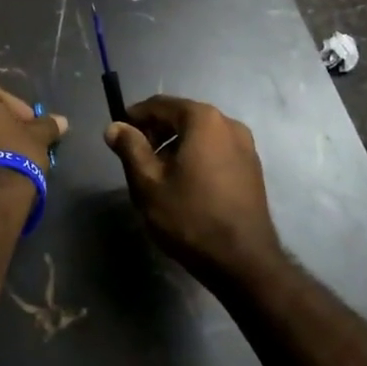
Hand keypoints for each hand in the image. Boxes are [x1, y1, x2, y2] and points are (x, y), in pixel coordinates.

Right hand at [104, 95, 282, 288]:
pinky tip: (184, 184)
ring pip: (200, 135)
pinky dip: (196, 157)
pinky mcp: (252, 168)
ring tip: (157, 174)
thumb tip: (114, 127)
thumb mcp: (148, 183)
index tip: (118, 134)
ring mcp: (246, 146)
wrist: (243, 261)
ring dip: (175, 146)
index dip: (135, 116)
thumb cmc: (190, 217)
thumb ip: (130, 148)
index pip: (160, 104)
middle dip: (155, 132)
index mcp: (203, 119)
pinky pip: (216, 151)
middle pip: (182, 117)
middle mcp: (228, 123)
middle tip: (134, 157)